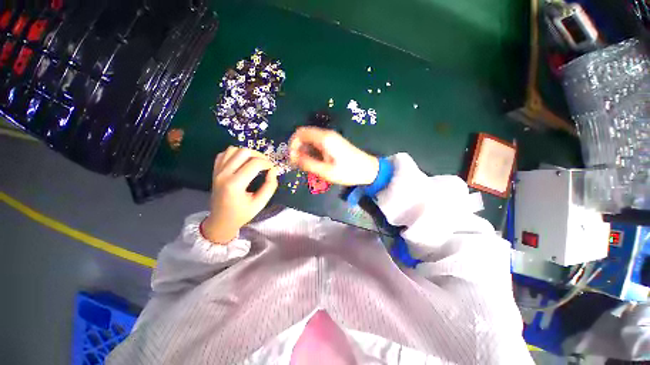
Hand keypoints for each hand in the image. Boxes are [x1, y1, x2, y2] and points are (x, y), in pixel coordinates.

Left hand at [202, 147, 278, 243]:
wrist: (220, 221)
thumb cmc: (242, 214)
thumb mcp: (260, 203)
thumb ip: (270, 186)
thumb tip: (273, 171)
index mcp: (235, 185)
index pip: (254, 163)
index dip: (267, 163)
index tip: (273, 169)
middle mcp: (224, 174)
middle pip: (244, 152)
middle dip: (259, 156)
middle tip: (266, 165)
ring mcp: (217, 171)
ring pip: (234, 149)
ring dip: (248, 153)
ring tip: (255, 162)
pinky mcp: (215, 170)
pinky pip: (225, 153)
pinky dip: (236, 154)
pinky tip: (243, 162)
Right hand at [289, 127, 378, 185]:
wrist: (368, 170)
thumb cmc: (348, 171)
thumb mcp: (326, 171)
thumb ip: (308, 163)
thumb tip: (293, 157)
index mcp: (324, 138)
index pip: (300, 133)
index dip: (292, 144)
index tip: (292, 159)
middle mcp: (326, 134)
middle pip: (304, 135)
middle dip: (298, 148)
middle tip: (298, 164)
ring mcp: (331, 138)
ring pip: (310, 140)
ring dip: (305, 151)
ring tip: (307, 165)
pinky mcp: (334, 143)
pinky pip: (317, 143)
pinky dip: (312, 151)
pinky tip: (315, 163)